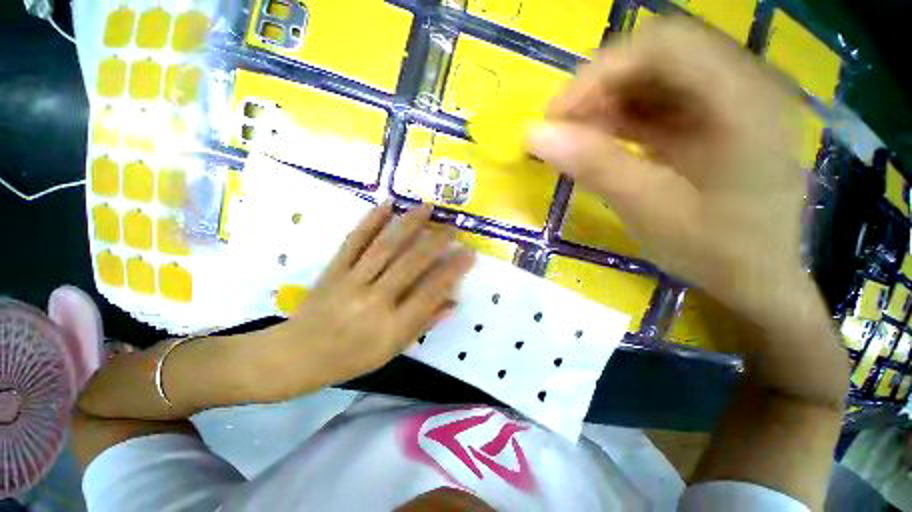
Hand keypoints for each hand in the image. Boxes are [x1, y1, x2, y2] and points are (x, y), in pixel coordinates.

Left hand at [263, 202, 474, 398]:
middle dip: (436, 241)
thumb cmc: (351, 358)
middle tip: (453, 226)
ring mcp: (352, 281)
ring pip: (385, 246)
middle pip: (411, 263)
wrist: (297, 355)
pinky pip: (354, 241)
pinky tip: (386, 205)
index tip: (469, 253)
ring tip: (427, 208)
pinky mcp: (334, 269)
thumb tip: (453, 302)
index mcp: (392, 326)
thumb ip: (425, 323)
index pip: (431, 291)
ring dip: (409, 224)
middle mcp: (375, 300)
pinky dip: (371, 221)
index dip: (453, 270)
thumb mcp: (394, 349)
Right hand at [527, 16, 806, 318]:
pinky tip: (599, 145)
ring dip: (605, 106)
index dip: (598, 74)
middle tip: (560, 130)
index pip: (660, 46)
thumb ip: (594, 166)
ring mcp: (727, 101)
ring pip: (652, 79)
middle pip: (655, 56)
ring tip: (573, 141)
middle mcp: (740, 85)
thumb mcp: (650, 210)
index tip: (554, 117)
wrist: (758, 280)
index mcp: (742, 99)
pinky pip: (657, 104)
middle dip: (598, 89)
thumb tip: (534, 136)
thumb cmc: (716, 252)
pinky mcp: (711, 121)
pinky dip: (620, 120)